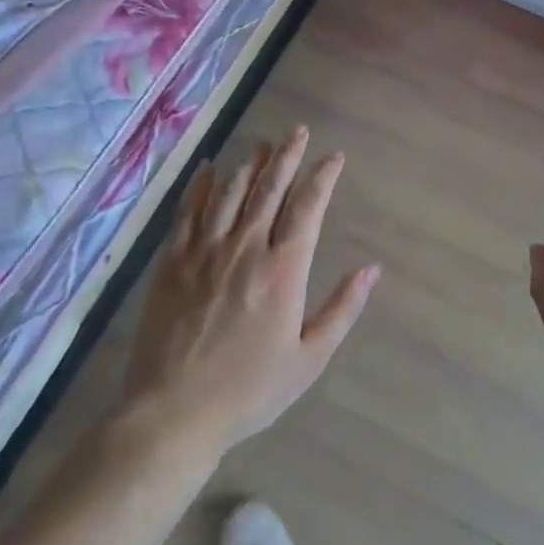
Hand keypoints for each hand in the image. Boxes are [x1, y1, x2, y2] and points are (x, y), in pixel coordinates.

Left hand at [119, 127, 377, 452]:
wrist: (174, 413)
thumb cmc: (249, 390)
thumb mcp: (309, 358)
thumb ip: (342, 309)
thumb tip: (372, 269)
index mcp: (283, 270)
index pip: (308, 207)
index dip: (322, 177)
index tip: (334, 158)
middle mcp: (245, 249)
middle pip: (269, 188)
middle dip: (287, 156)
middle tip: (298, 131)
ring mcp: (204, 252)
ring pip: (230, 192)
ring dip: (249, 164)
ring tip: (263, 144)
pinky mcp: (171, 262)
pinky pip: (188, 211)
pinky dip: (200, 185)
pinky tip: (209, 168)